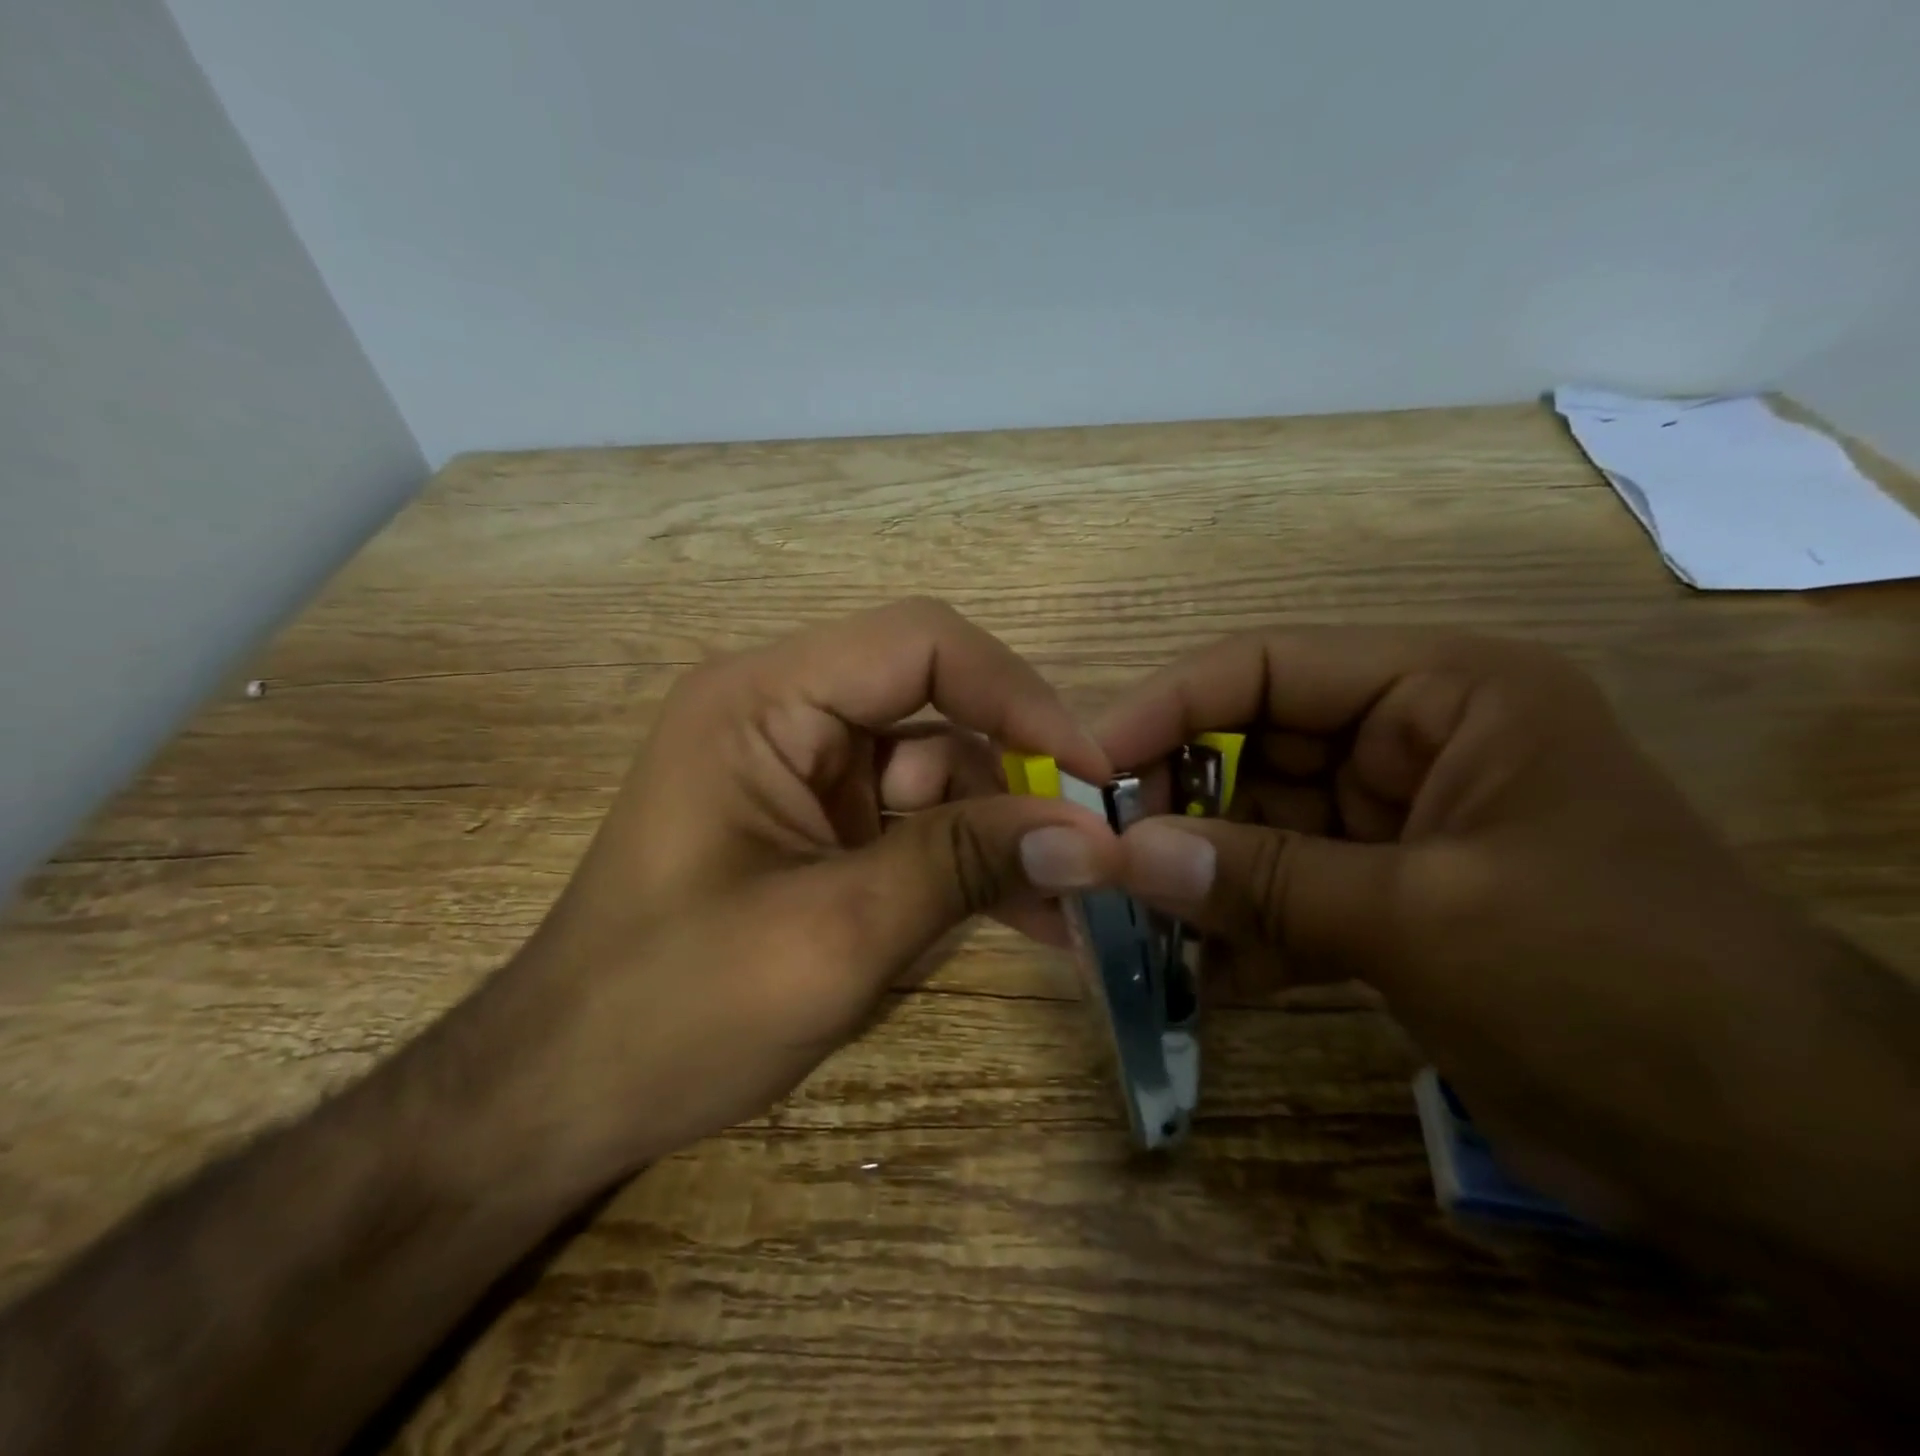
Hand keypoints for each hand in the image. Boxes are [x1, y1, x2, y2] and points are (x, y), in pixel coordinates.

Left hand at [494, 598, 1120, 1182]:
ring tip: (1064, 908)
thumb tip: (1088, 834)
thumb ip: (962, 866)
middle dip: (1014, 776)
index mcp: (762, 700)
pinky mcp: (814, 823)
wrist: (564, 1095)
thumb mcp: (835, 936)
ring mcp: (799, 770)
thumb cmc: (673, 1012)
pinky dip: (964, 861)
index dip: (1018, 695)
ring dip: (998, 832)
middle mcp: (781, 712)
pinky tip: (1022, 916)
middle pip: (935, 704)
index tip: (1089, 775)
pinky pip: (911, 819)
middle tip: (1090, 850)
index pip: (921, 644)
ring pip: (935, 768)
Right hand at [1097, 629, 1919, 1313]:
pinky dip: (1241, 931)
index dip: (1166, 709)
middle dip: (1175, 805)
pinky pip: (1285, 892)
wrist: (1780, 1160)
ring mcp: (1395, 824)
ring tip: (1129, 924)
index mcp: (1442, 694)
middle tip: (1097, 860)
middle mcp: (1411, 742)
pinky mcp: (1389, 898)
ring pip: (1259, 827)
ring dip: (1199, 877)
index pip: (1267, 667)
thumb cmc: (1619, 990)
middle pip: (1251, 748)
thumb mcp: (1422, 920)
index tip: (1087, 769)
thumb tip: (1122, 858)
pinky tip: (1197, 979)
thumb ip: (1261, 882)